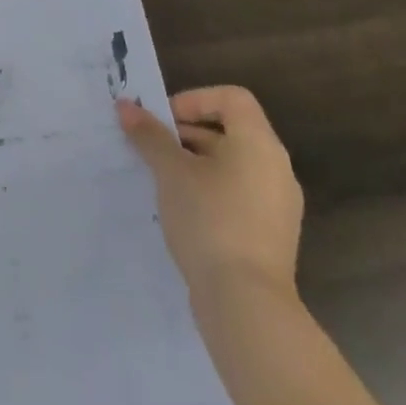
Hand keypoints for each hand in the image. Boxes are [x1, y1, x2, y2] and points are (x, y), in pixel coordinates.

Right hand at [116, 86, 302, 302]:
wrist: (247, 306)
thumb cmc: (210, 220)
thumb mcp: (171, 172)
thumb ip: (150, 135)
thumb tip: (125, 106)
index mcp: (259, 143)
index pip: (231, 98)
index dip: (195, 100)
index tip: (165, 122)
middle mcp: (277, 168)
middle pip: (231, 131)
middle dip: (188, 134)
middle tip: (154, 149)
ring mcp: (279, 206)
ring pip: (233, 166)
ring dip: (197, 164)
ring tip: (163, 182)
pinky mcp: (273, 237)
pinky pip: (240, 196)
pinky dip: (212, 192)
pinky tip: (184, 214)